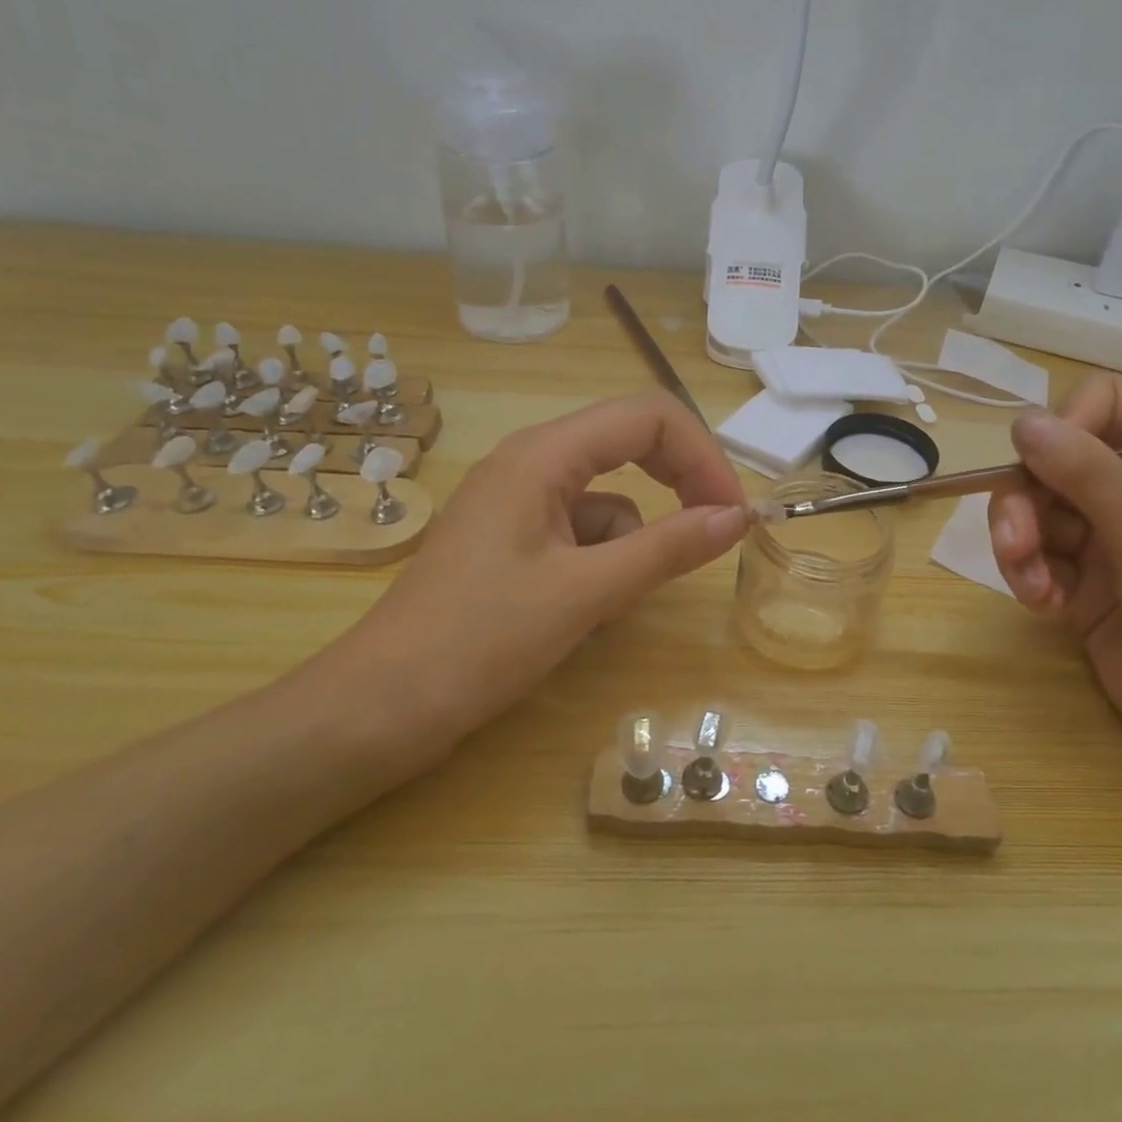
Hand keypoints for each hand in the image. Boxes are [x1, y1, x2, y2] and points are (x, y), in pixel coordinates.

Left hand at [334, 391, 747, 752]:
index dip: (702, 455)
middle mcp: (530, 462)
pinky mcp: (514, 539)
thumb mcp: (586, 593)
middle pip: (629, 444)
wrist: (383, 705)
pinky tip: (584, 611)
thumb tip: (737, 517)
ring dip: (632, 540)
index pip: (648, 416)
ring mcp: (519, 501)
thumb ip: (667, 549)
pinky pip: (581, 531)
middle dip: (678, 484)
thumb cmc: (480, 641)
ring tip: (611, 602)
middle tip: (712, 533)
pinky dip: (602, 562)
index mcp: (542, 455)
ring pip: (608, 497)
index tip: (732, 513)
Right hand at [987, 375, 1121, 800]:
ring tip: (1030, 587)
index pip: (1104, 406)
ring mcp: (1107, 544)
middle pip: (1052, 464)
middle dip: (1025, 502)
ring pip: (1034, 514)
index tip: (1042, 467)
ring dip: (1018, 546)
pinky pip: (1035, 561)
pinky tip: (1043, 608)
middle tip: (1016, 544)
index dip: (1066, 427)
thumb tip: (1022, 420)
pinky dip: (1028, 579)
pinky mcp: (1082, 589)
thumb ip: (1088, 476)